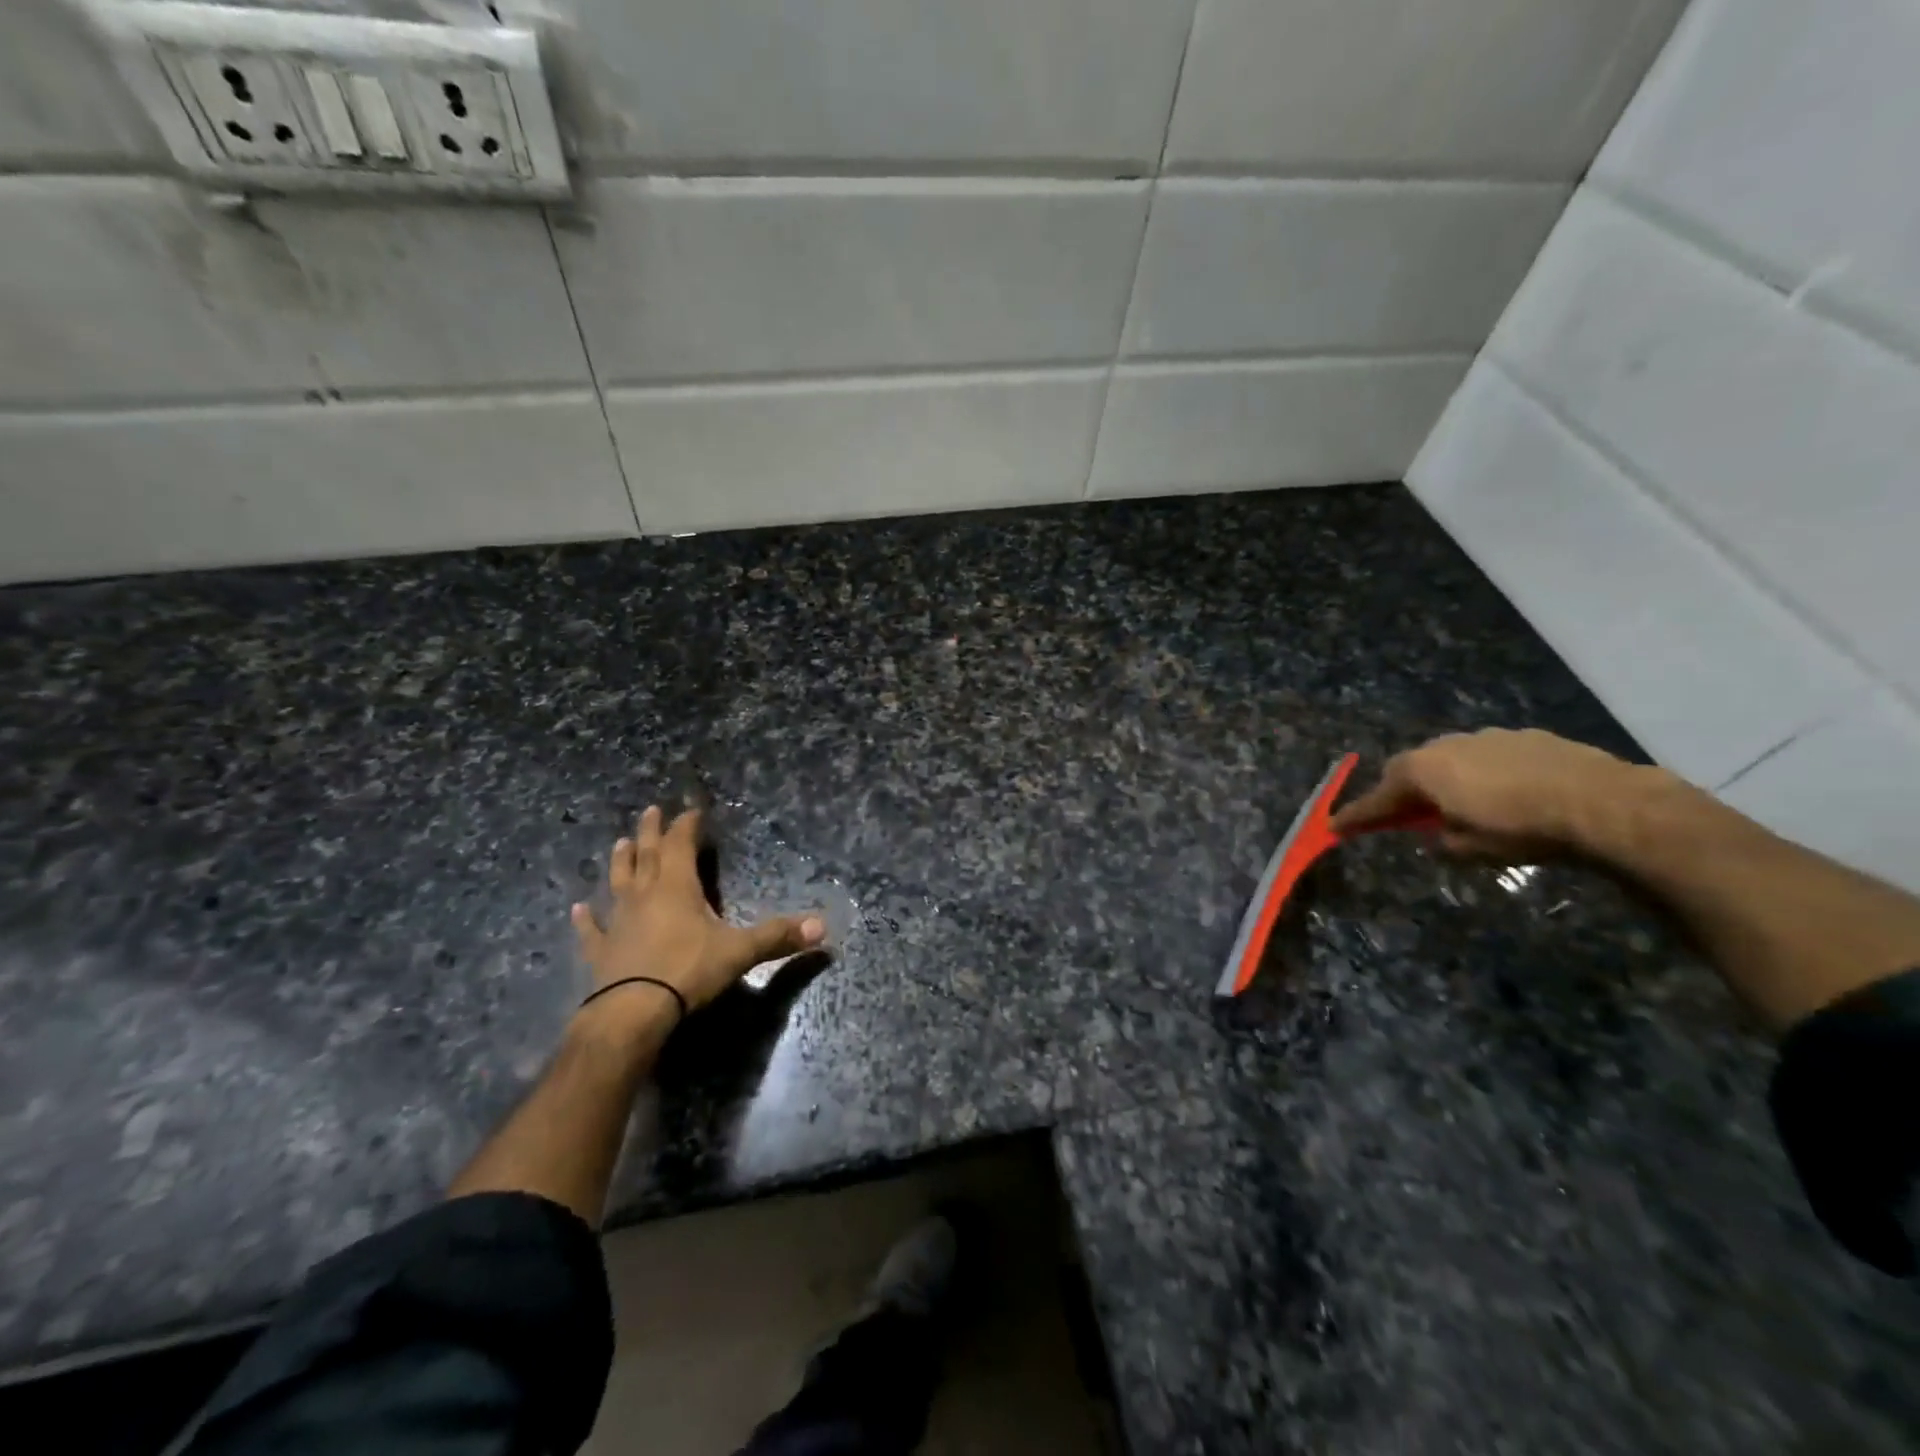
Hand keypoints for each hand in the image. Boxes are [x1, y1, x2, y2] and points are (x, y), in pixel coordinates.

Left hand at [570, 805, 825, 1022]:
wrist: (632, 1012)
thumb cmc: (687, 971)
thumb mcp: (740, 952)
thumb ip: (778, 936)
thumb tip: (823, 926)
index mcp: (677, 887)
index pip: (681, 845)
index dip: (687, 826)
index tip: (692, 811)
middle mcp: (645, 895)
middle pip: (647, 855)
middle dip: (650, 831)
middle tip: (650, 810)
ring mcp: (618, 922)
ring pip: (618, 883)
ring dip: (620, 862)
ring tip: (619, 842)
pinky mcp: (601, 950)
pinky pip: (591, 930)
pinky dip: (584, 919)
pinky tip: (575, 909)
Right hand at [1332, 728, 1637, 860]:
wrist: (1603, 803)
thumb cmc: (1520, 829)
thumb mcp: (1469, 849)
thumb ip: (1441, 840)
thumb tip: (1439, 834)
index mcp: (1423, 770)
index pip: (1378, 797)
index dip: (1357, 815)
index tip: (1335, 826)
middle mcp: (1447, 745)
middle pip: (1412, 769)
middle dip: (1405, 792)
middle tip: (1407, 815)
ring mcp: (1488, 737)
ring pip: (1453, 759)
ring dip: (1449, 781)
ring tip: (1466, 806)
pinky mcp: (1527, 737)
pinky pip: (1491, 757)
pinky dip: (1487, 775)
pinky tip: (1511, 795)